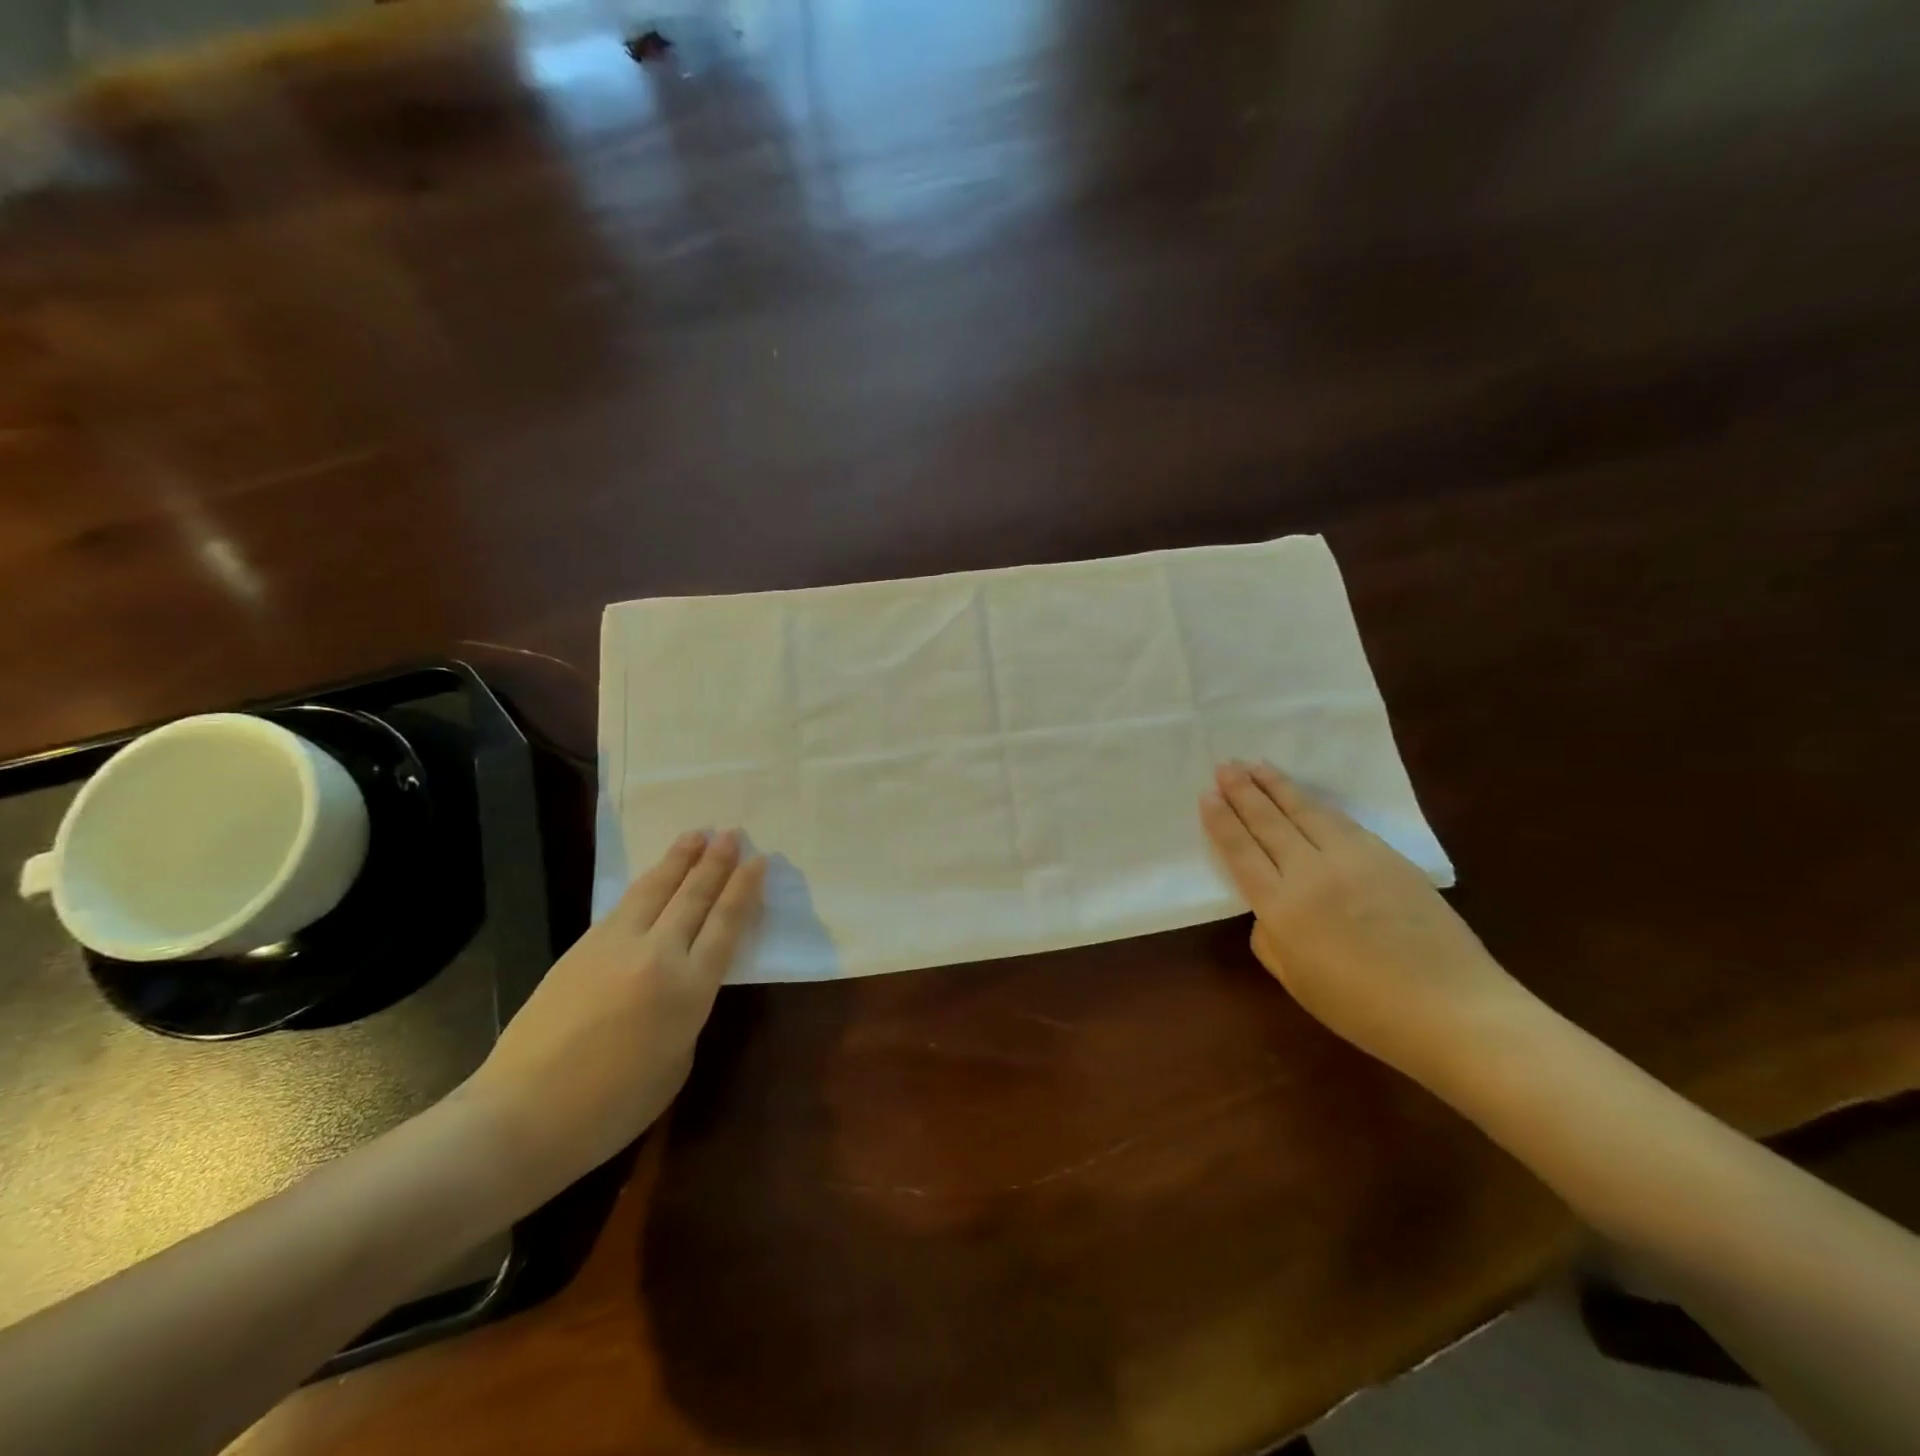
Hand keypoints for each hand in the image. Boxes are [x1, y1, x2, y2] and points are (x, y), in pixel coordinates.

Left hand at [451, 830, 765, 1205]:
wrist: (524, 1114)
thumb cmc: (612, 1107)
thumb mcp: (676, 1062)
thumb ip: (688, 1011)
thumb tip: (683, 980)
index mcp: (690, 989)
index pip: (726, 924)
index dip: (744, 889)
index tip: (759, 861)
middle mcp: (658, 955)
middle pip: (694, 897)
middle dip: (717, 863)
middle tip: (733, 834)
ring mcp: (615, 945)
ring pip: (656, 889)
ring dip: (680, 859)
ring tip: (697, 834)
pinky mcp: (582, 947)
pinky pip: (625, 905)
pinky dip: (647, 883)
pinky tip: (654, 876)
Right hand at [1199, 760, 1523, 1083]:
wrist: (1452, 1009)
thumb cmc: (1364, 1009)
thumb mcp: (1296, 981)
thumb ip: (1270, 938)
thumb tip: (1270, 909)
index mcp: (1282, 908)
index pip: (1241, 851)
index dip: (1222, 821)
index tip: (1207, 795)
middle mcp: (1311, 873)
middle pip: (1269, 823)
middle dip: (1243, 792)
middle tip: (1224, 766)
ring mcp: (1352, 860)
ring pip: (1305, 812)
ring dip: (1277, 786)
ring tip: (1256, 765)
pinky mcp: (1387, 856)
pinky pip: (1341, 821)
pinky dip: (1316, 804)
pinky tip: (1305, 797)